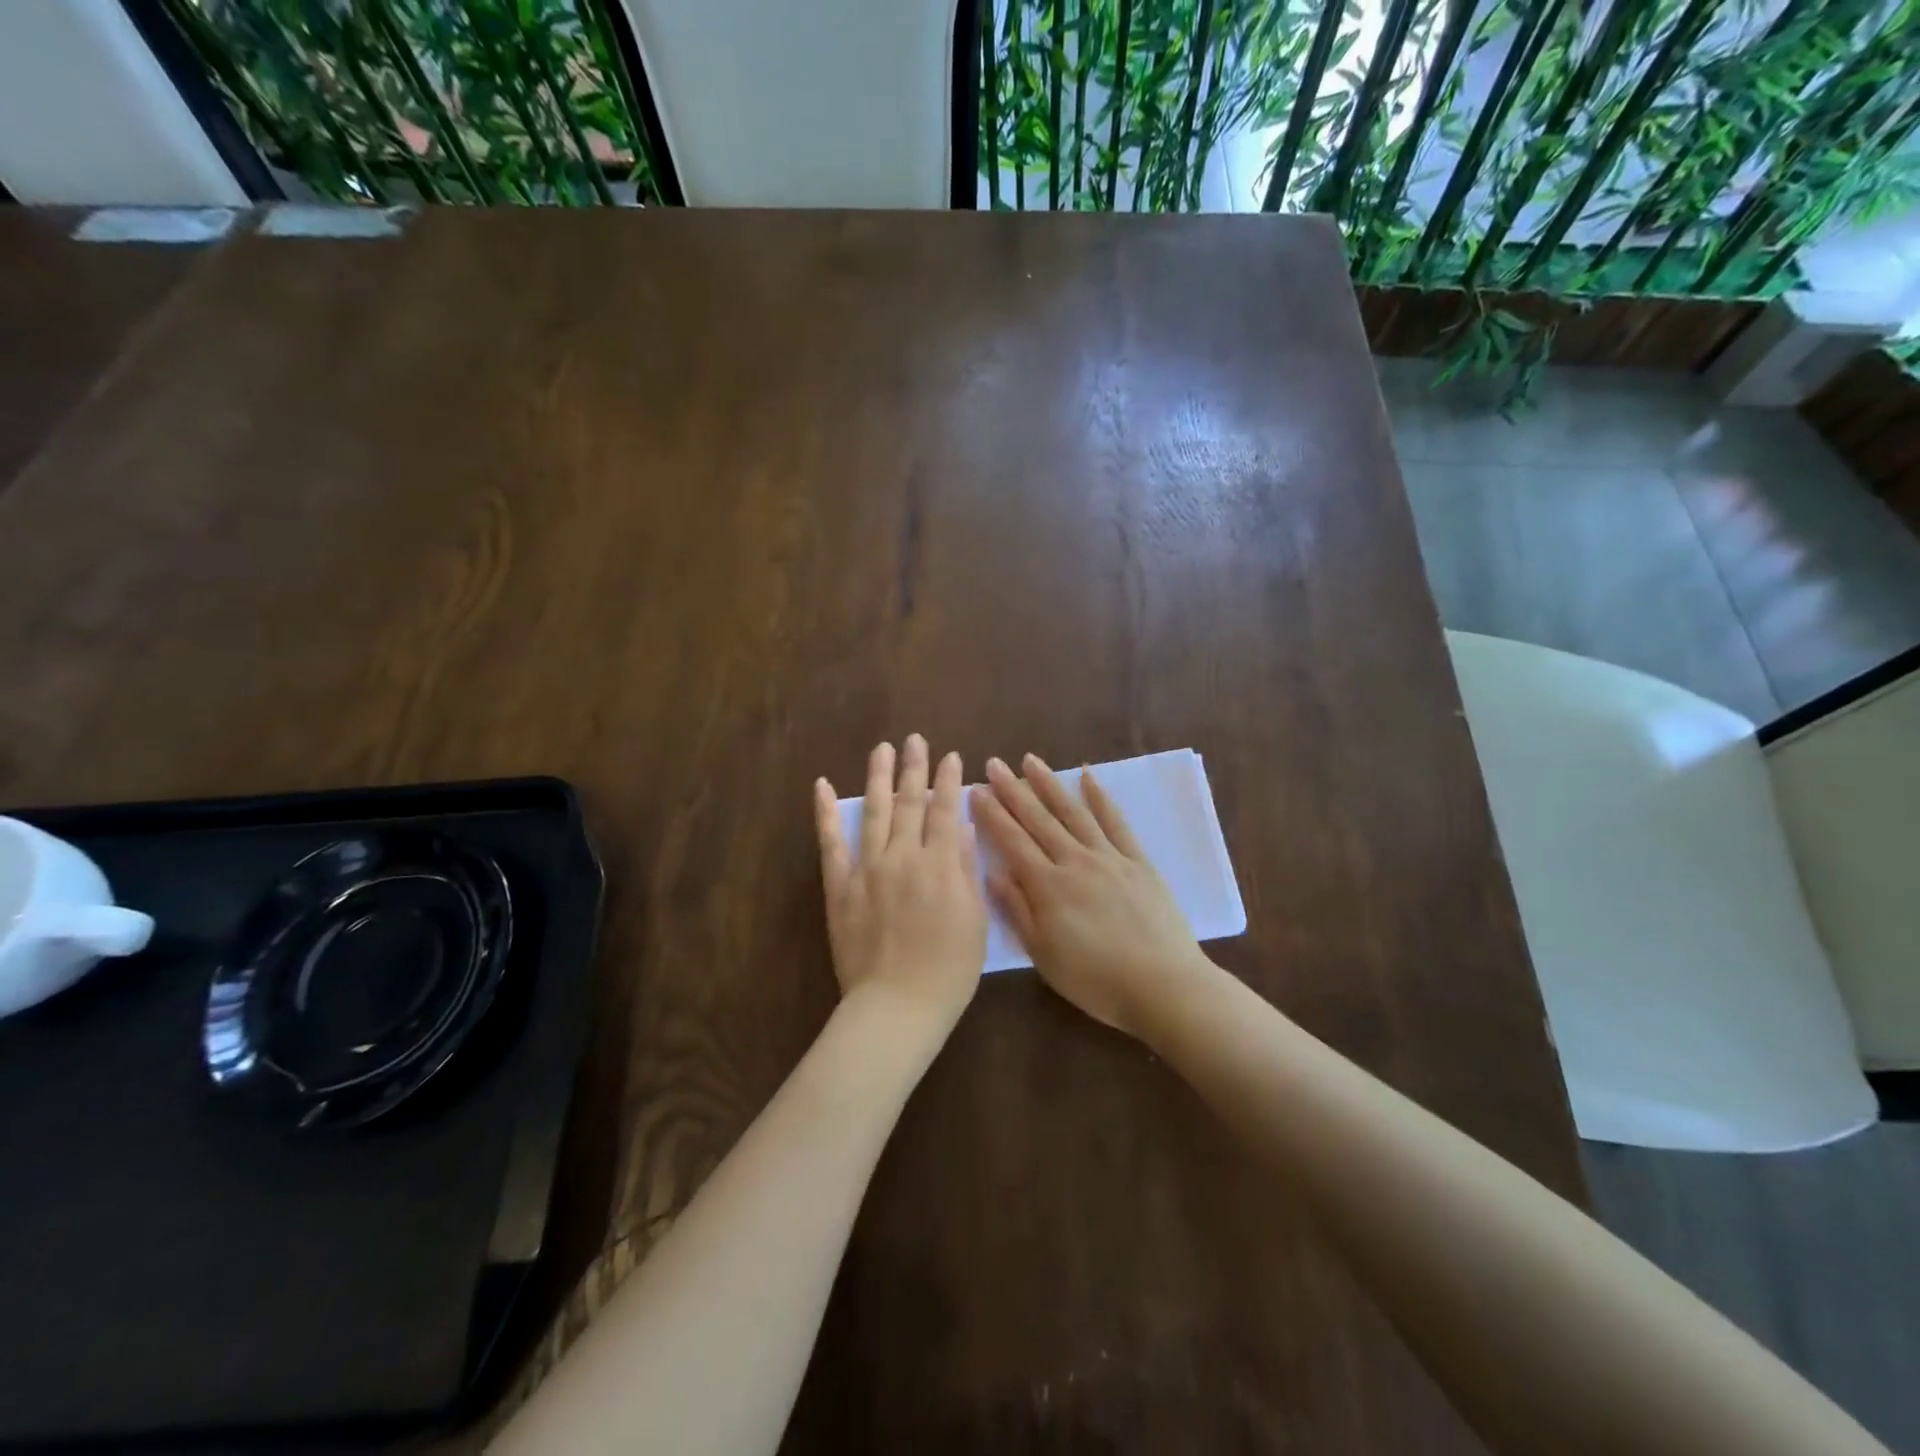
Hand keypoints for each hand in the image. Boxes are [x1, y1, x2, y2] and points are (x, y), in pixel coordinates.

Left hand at [814, 736, 988, 1034]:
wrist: (897, 1005)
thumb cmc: (948, 970)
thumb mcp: (974, 919)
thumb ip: (964, 868)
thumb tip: (961, 825)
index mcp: (939, 865)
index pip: (945, 810)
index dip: (949, 781)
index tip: (952, 756)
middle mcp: (903, 856)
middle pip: (910, 802)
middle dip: (915, 768)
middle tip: (915, 739)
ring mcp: (867, 868)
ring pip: (874, 812)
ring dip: (879, 777)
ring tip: (882, 749)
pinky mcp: (840, 886)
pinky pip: (831, 843)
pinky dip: (826, 813)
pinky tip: (824, 787)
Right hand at [971, 754, 1211, 1038]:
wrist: (1162, 986)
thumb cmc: (1096, 980)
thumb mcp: (1043, 955)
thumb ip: (1017, 910)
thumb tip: (993, 871)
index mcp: (1048, 886)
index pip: (1012, 841)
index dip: (992, 814)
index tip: (975, 789)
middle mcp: (1075, 861)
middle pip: (1039, 820)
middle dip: (1013, 790)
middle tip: (995, 763)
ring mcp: (1109, 857)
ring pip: (1073, 812)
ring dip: (1050, 784)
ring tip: (1031, 761)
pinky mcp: (1137, 861)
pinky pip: (1116, 822)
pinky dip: (1100, 797)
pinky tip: (1088, 776)